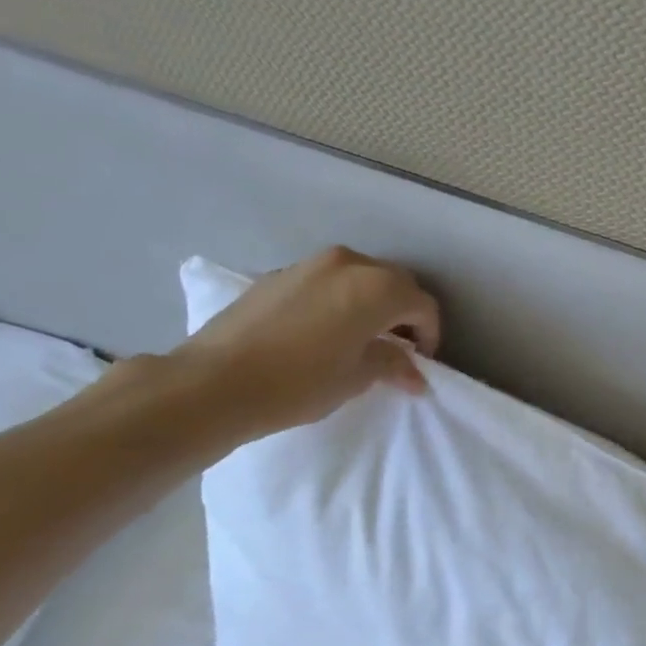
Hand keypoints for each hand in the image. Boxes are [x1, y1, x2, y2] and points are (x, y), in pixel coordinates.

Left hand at [170, 246, 440, 439]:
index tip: (420, 362)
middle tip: (398, 348)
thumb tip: (415, 373)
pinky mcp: (281, 273)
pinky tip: (326, 329)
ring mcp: (311, 263)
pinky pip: (328, 280)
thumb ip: (393, 365)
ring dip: (372, 302)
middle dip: (404, 313)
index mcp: (376, 287)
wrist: (215, 381)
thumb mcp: (356, 377)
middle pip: (394, 283)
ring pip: (360, 276)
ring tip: (363, 337)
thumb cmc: (299, 382)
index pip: (422, 304)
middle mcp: (349, 263)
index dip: (429, 334)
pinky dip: (341, 299)